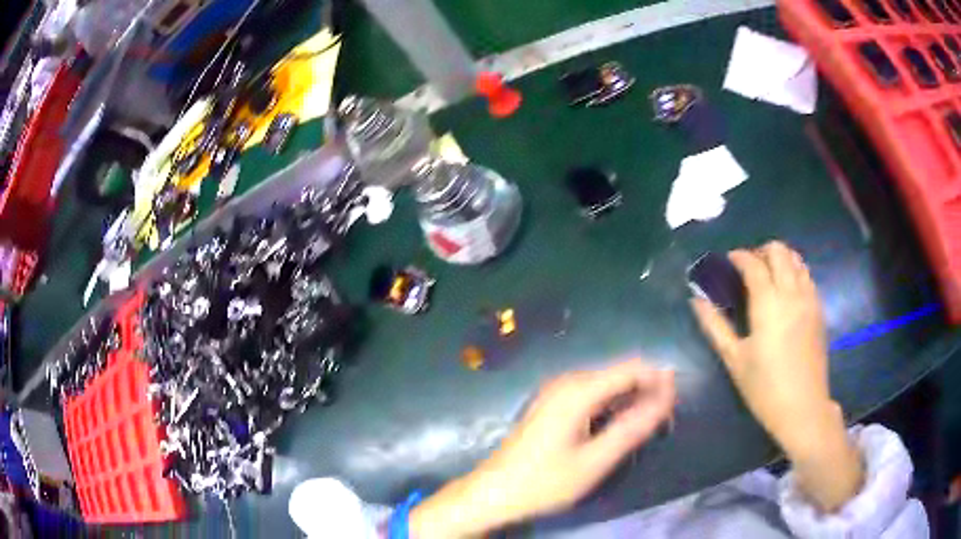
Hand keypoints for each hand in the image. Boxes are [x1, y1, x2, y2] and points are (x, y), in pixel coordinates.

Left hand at [410, 360, 675, 537]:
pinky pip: (592, 396)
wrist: (493, 492)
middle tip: (663, 423)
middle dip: (646, 392)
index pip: (632, 368)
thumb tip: (667, 396)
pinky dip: (611, 408)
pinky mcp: (552, 405)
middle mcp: (567, 382)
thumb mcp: (595, 461)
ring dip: (630, 401)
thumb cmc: (544, 481)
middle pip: (620, 374)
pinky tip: (618, 429)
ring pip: (607, 385)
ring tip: (645, 429)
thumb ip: (633, 427)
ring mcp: (557, 392)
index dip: (659, 380)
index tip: (677, 403)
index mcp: (578, 390)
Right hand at [691, 241, 861, 510]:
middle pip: (779, 252)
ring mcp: (809, 300)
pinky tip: (786, 290)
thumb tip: (696, 300)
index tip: (728, 261)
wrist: (803, 408)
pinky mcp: (819, 310)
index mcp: (768, 303)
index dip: (739, 256)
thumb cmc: (764, 387)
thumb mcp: (734, 359)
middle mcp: (792, 293)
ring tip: (768, 275)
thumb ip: (714, 325)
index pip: (753, 264)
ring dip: (780, 259)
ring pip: (797, 260)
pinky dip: (795, 271)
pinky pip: (807, 276)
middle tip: (748, 267)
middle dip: (761, 251)